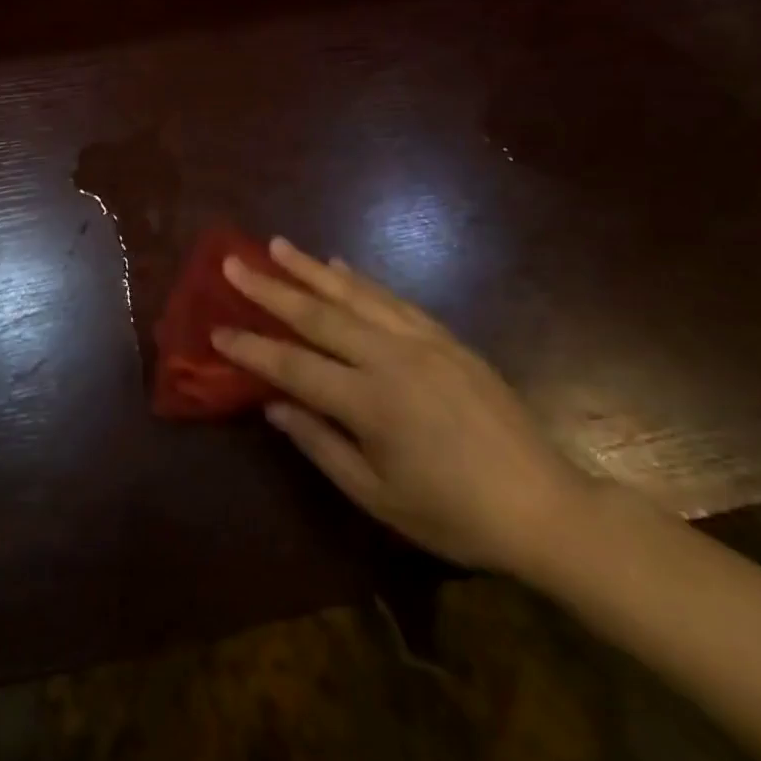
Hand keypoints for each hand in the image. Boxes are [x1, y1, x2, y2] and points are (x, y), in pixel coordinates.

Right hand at [213, 238, 590, 576]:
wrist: (545, 506)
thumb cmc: (455, 514)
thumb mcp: (379, 497)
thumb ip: (321, 445)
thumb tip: (274, 405)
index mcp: (371, 404)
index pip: (294, 366)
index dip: (251, 347)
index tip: (215, 328)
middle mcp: (391, 359)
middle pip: (318, 315)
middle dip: (270, 288)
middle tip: (232, 262)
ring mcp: (421, 341)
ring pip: (354, 294)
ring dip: (309, 268)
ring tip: (275, 245)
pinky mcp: (445, 337)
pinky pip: (392, 298)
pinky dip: (360, 280)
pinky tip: (338, 266)